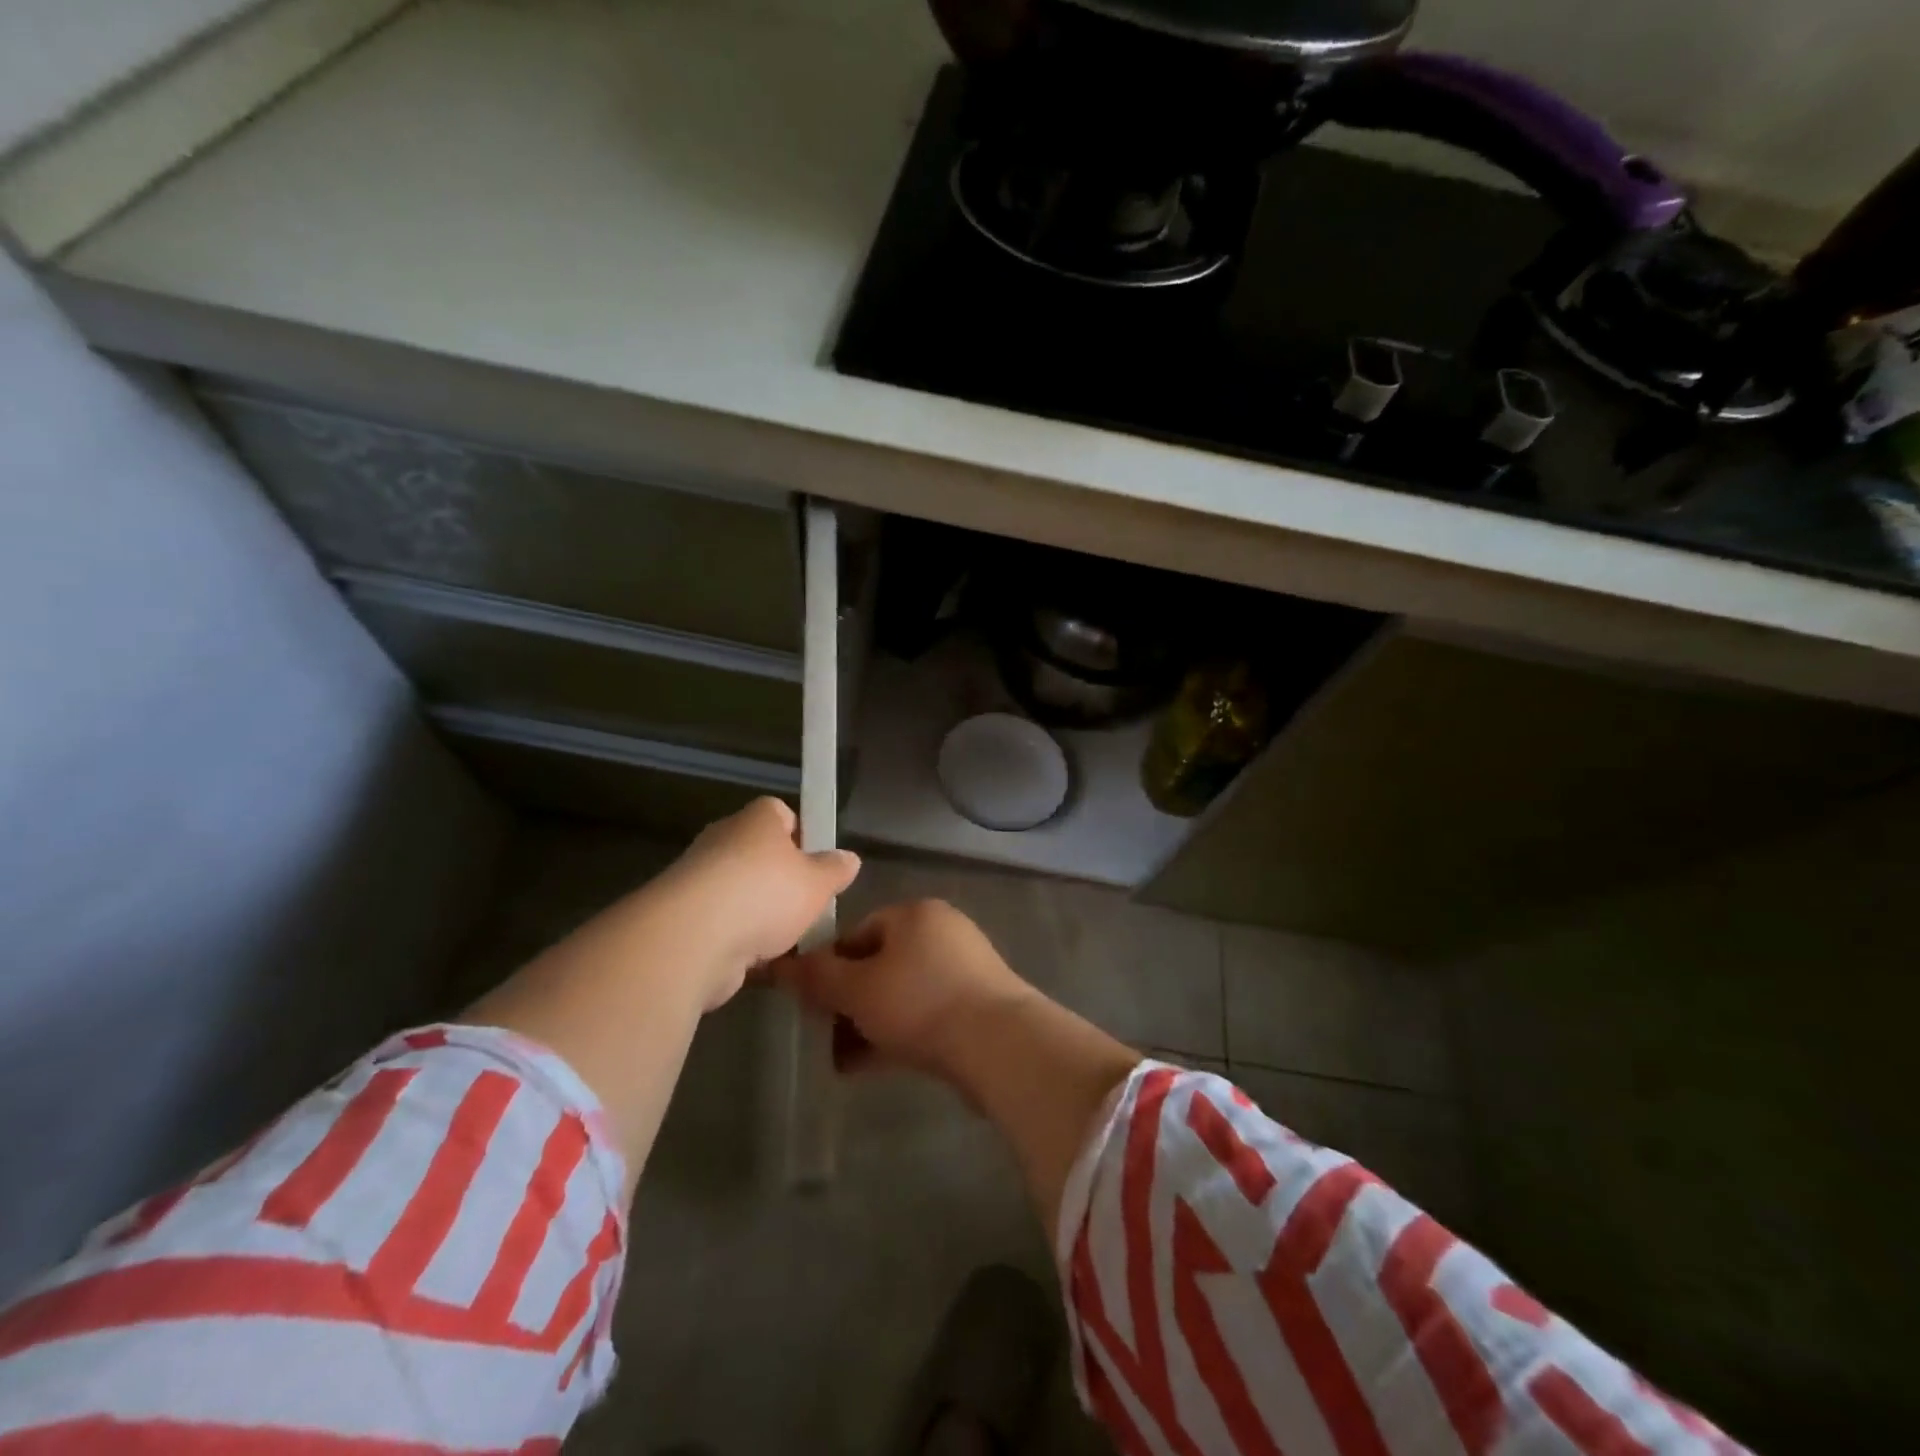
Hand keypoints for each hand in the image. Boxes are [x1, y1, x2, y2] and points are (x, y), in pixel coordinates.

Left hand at [658, 797, 859, 1008]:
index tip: (817, 863)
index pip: (780, 813)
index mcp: (756, 820)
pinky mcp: (686, 920)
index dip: (801, 834)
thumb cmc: (765, 894)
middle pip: (760, 856)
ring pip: (742, 894)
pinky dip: (743, 944)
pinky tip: (766, 964)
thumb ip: (835, 870)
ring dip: (763, 917)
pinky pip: (725, 927)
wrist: (693, 940)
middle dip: (783, 882)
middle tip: (808, 905)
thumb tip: (849, 858)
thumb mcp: (818, 882)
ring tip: (792, 942)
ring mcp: (700, 881)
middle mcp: (724, 841)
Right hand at [770, 899, 1036, 1081]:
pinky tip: (870, 1067)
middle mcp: (942, 932)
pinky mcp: (976, 1005)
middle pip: (878, 965)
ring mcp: (963, 969)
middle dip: (846, 1003)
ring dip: (867, 1024)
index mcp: (915, 914)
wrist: (999, 1045)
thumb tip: (780, 965)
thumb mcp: (857, 989)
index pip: (857, 932)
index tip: (809, 1003)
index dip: (827, 967)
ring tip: (841, 1062)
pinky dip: (896, 1035)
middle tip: (823, 1036)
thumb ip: (816, 976)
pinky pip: (924, 1014)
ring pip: (899, 994)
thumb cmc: (919, 1002)